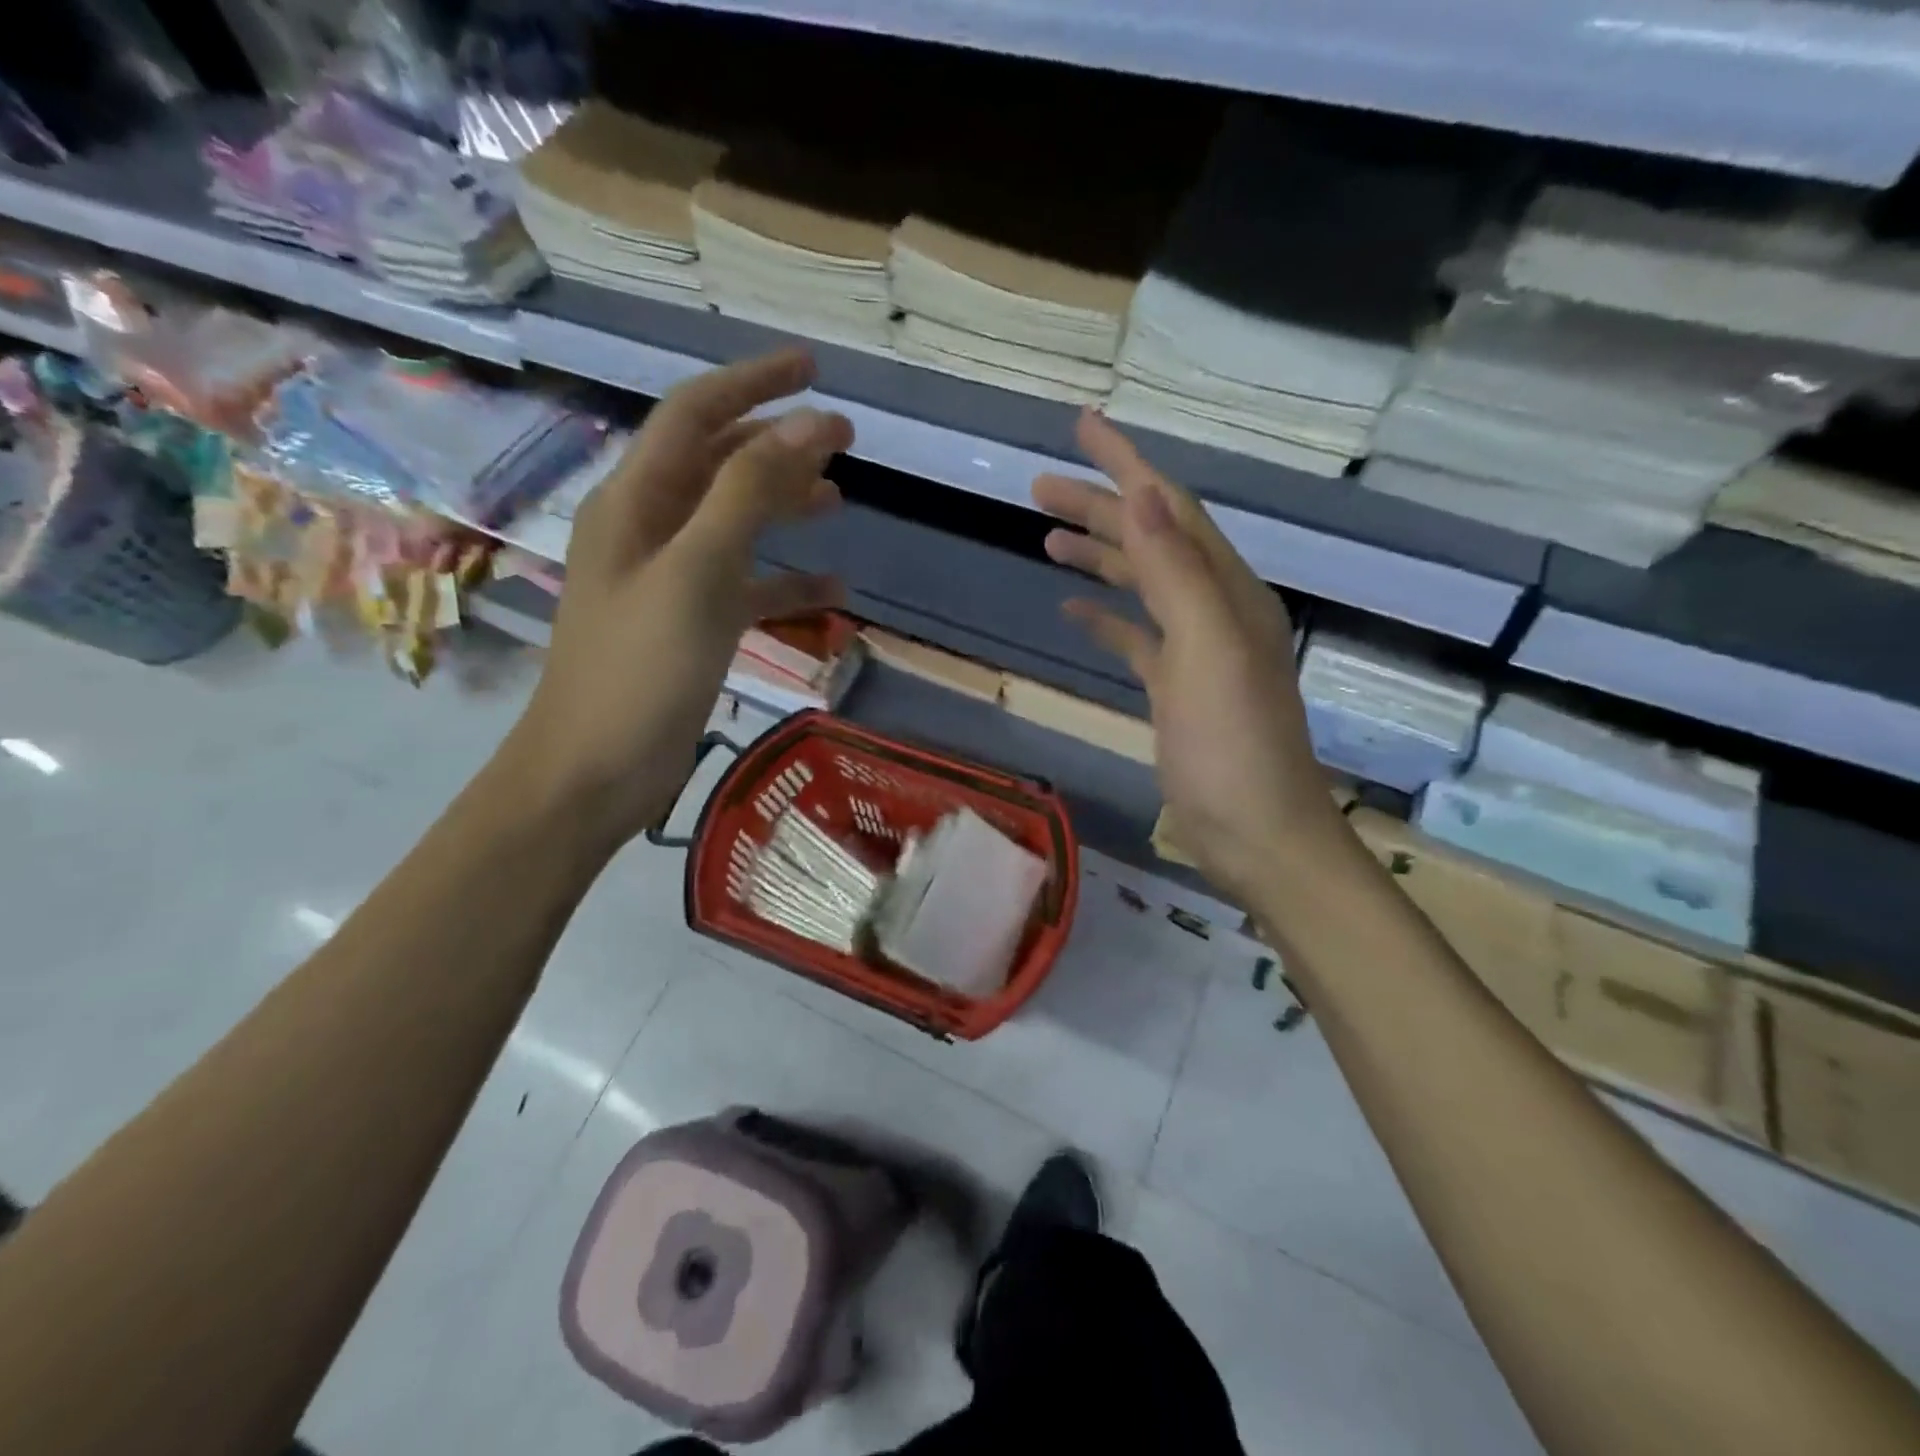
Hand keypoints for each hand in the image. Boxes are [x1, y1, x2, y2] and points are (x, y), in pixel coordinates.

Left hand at [504, 349, 850, 849]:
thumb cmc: (640, 670)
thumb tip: (809, 427)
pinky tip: (833, 592)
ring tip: (840, 501)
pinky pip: (747, 588)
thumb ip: (749, 495)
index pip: (694, 414)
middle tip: (845, 439)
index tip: (812, 368)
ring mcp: (671, 581)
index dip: (752, 383)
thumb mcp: (697, 573)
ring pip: (736, 524)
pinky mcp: (691, 627)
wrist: (595, 772)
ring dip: (785, 506)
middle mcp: (649, 530)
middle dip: (778, 443)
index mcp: (635, 502)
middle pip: (718, 465)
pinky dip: (787, 582)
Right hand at [1034, 412, 1346, 906]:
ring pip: (1141, 585)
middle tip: (1038, 488)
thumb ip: (1176, 571)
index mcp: (1225, 590)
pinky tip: (1073, 612)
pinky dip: (1107, 617)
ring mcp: (1195, 651)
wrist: (1255, 834)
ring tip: (1047, 537)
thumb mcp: (1207, 651)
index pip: (1169, 507)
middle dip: (1098, 507)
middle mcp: (1214, 608)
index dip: (1126, 463)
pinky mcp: (1176, 689)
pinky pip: (1137, 637)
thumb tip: (1142, 492)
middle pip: (1150, 540)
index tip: (1082, 426)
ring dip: (1098, 556)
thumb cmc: (1231, 746)